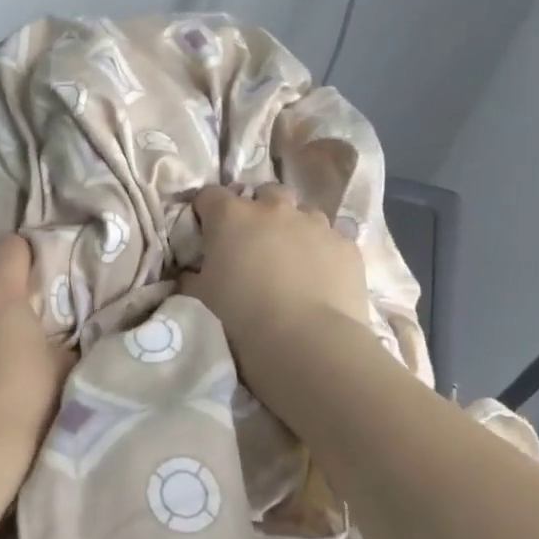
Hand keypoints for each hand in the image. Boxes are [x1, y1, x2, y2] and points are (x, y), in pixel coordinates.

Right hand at [178, 184, 373, 390]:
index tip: (206, 231)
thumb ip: (192, 276)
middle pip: (265, 193)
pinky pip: (332, 238)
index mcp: (231, 216)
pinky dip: (323, 251)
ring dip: (295, 228)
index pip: (210, 195)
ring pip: (303, 213)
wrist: (307, 344)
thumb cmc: (241, 318)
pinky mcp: (346, 245)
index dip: (206, 211)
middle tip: (254, 242)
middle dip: (259, 210)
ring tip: (292, 259)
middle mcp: (273, 208)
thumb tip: (192, 272)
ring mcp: (315, 223)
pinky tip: (321, 278)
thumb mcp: (200, 298)